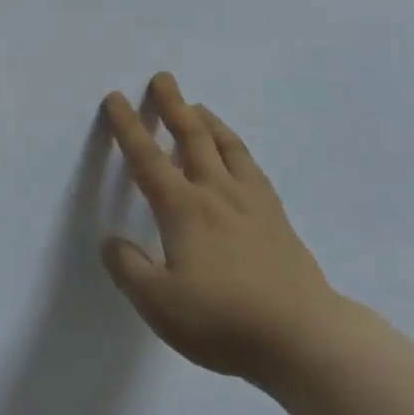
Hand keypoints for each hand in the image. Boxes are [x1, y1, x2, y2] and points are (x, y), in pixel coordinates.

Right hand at [102, 72, 336, 389]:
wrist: (302, 336)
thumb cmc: (224, 320)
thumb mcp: (160, 305)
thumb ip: (129, 270)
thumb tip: (111, 241)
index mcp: (183, 208)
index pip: (147, 158)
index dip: (128, 127)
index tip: (116, 99)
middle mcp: (216, 192)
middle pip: (191, 137)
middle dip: (173, 105)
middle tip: (163, 78)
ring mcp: (251, 201)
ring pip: (226, 145)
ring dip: (207, 121)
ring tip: (198, 106)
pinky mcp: (276, 215)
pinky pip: (250, 166)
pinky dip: (236, 148)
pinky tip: (236, 155)